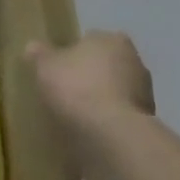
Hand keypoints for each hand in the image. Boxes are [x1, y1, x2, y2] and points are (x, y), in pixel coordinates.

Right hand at [27, 32, 153, 136]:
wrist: (111, 138)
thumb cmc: (77, 88)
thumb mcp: (46, 66)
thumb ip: (40, 55)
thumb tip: (33, 47)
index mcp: (113, 41)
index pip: (91, 40)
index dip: (73, 54)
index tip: (58, 70)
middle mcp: (135, 63)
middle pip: (105, 68)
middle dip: (89, 79)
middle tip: (64, 94)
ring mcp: (144, 98)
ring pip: (114, 96)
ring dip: (100, 105)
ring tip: (74, 121)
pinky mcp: (146, 128)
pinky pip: (118, 122)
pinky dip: (106, 128)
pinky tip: (87, 139)